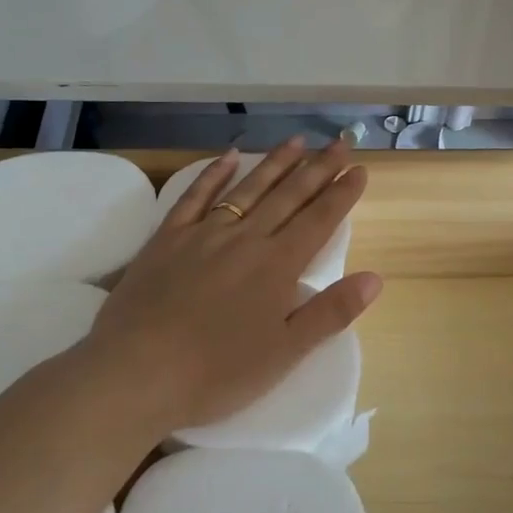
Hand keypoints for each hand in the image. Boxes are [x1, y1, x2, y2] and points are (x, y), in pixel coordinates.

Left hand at [76, 135, 381, 445]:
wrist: (136, 372)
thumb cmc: (217, 372)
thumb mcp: (285, 352)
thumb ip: (331, 312)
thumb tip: (376, 278)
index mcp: (277, 265)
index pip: (319, 220)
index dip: (342, 194)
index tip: (360, 169)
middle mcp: (246, 238)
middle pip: (289, 195)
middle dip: (318, 168)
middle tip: (340, 143)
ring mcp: (204, 234)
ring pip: (248, 188)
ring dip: (275, 162)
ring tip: (298, 140)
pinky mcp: (167, 238)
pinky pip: (195, 196)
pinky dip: (214, 174)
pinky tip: (228, 157)